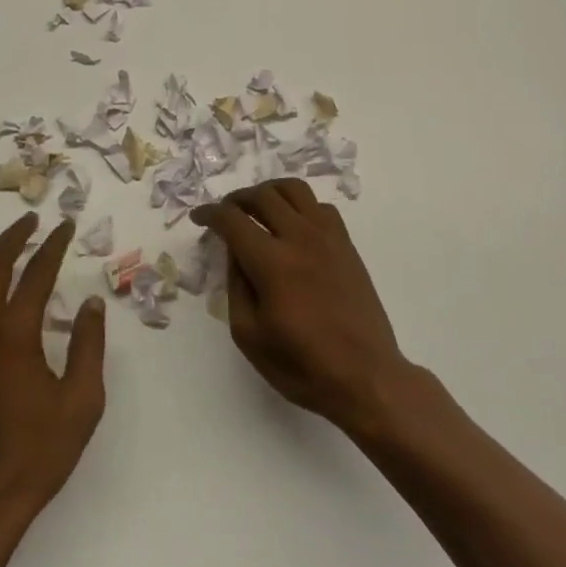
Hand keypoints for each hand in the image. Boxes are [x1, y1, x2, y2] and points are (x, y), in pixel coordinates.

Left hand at [0, 214, 105, 531]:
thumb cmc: (37, 453)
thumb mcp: (81, 402)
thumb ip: (88, 345)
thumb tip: (90, 302)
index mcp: (13, 335)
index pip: (35, 274)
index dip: (53, 246)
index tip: (66, 226)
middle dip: (13, 237)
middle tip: (34, 220)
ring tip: (11, 240)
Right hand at [192, 179, 410, 433]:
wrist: (366, 377)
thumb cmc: (303, 366)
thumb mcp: (250, 336)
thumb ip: (236, 286)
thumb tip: (235, 253)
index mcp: (272, 262)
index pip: (232, 219)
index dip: (209, 213)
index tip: (198, 218)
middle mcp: (299, 237)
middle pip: (262, 195)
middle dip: (236, 198)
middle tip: (226, 213)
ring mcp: (327, 237)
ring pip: (294, 189)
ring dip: (269, 192)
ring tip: (258, 208)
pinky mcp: (346, 244)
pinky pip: (320, 206)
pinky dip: (300, 206)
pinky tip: (293, 226)